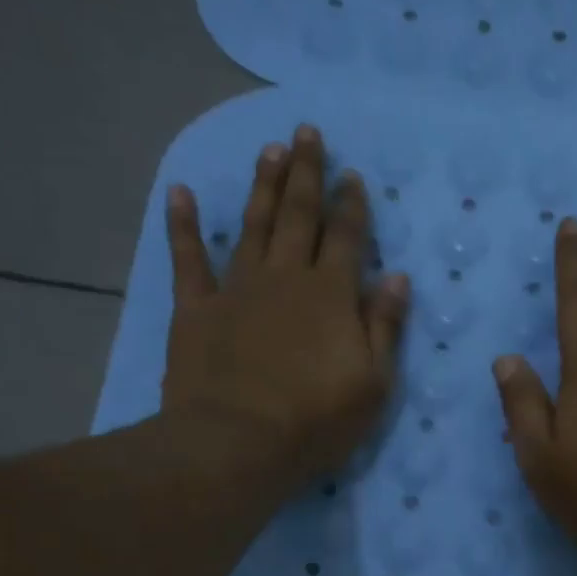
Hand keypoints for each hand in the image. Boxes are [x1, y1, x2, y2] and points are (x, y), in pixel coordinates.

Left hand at [160, 125, 408, 495]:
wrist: (238, 442)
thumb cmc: (317, 420)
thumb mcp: (373, 383)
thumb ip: (384, 327)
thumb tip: (396, 277)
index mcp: (331, 295)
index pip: (346, 238)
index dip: (352, 205)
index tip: (353, 175)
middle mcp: (285, 278)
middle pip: (298, 216)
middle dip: (306, 173)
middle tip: (307, 133)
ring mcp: (237, 289)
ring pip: (252, 225)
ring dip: (262, 186)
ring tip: (269, 150)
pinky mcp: (196, 309)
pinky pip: (187, 259)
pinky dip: (183, 225)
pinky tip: (180, 192)